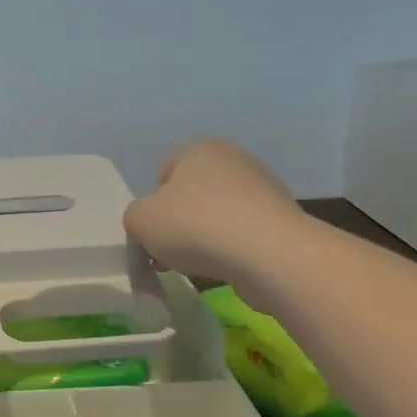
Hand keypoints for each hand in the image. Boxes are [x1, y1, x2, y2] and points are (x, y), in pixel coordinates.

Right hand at [123, 139, 306, 281]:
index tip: (153, 233)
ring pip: (218, 214)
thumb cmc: (197, 226)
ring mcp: (263, 187)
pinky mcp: (282, 217)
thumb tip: (147, 223)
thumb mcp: (140, 221)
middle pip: (192, 194)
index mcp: (198, 149)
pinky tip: (228, 267)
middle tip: (170, 254)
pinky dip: (232, 248)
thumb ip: (134, 217)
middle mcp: (233, 159)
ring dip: (205, 237)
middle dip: (179, 223)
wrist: (270, 254)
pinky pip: (244, 232)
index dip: (153, 205)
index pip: (163, 173)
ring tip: (199, 265)